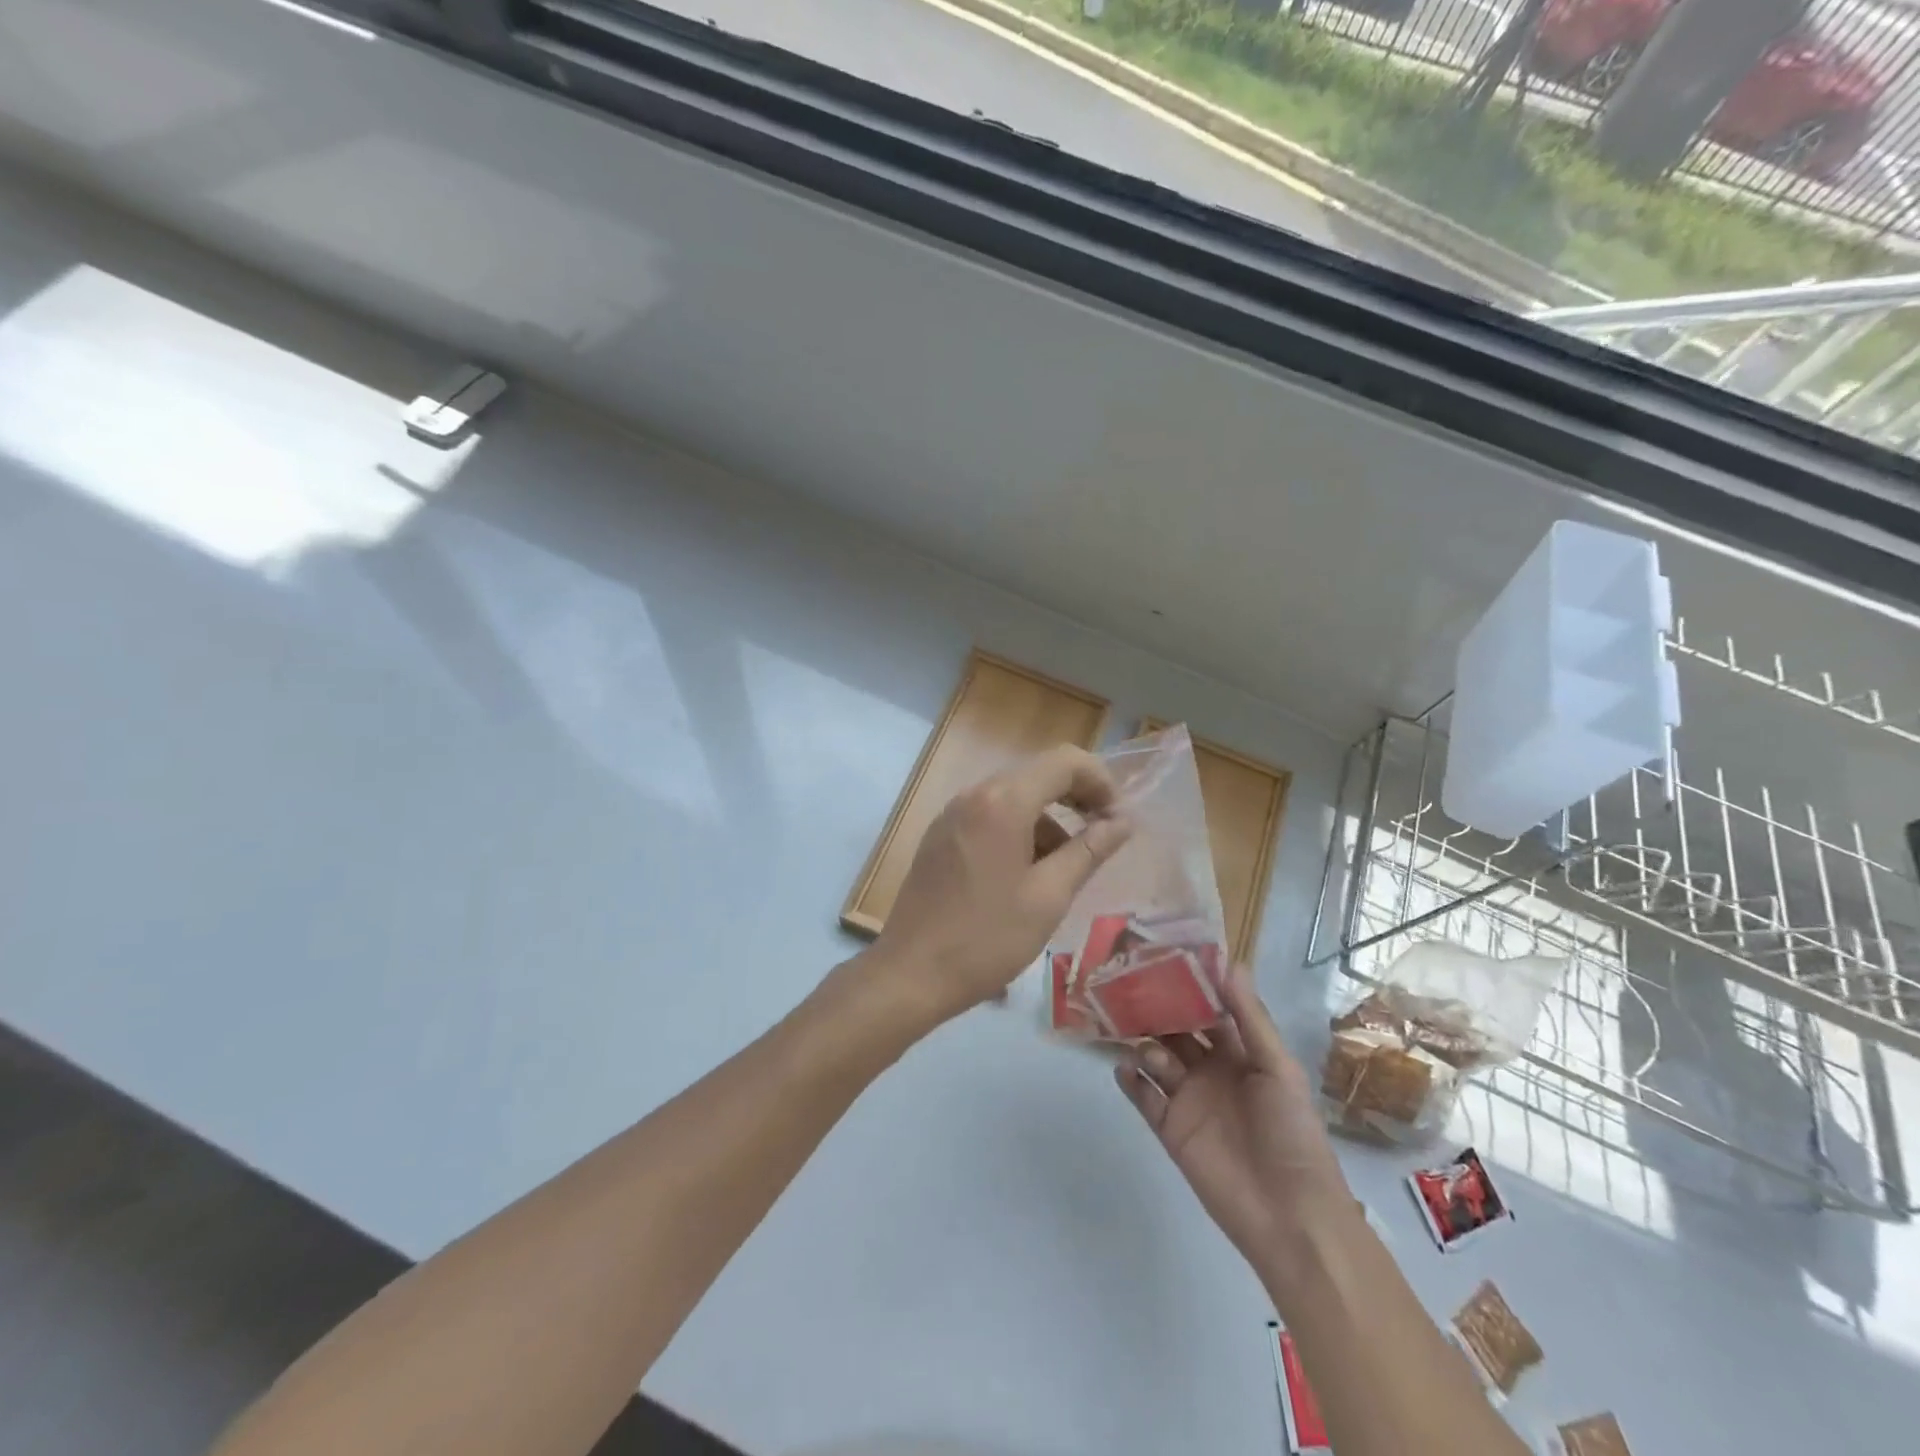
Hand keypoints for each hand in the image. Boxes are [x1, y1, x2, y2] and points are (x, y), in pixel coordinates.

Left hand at [868, 745, 1131, 1025]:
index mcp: (1003, 802)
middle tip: (1101, 838)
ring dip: (1048, 820)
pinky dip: (1018, 831)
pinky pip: (989, 816)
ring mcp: (952, 813)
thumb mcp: (1050, 896)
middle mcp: (974, 794)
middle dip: (1076, 799)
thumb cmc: (988, 937)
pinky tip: (1026, 875)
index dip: (1100, 781)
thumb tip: (1122, 821)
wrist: (912, 973)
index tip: (1117, 820)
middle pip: (1038, 774)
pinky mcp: (940, 835)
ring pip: (1014, 797)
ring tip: (1064, 869)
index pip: (1065, 761)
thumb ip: (1089, 850)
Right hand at [1116, 966, 1353, 1291]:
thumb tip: (1228, 962)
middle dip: (1156, 1010)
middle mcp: (1210, 1070)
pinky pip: (1143, 1098)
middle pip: (1176, 1031)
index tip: (1163, 956)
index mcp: (1240, 1054)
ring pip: (1155, 1059)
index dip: (1189, 986)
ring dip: (1143, 1043)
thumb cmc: (1292, 1133)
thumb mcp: (1278, 1068)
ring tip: (1129, 1030)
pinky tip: (1122, 1067)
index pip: (1209, 1010)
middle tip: (1128, 984)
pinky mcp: (1170, 1128)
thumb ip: (1250, 1018)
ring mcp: (1188, 1099)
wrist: (1289, 1215)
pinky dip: (1130, 1081)